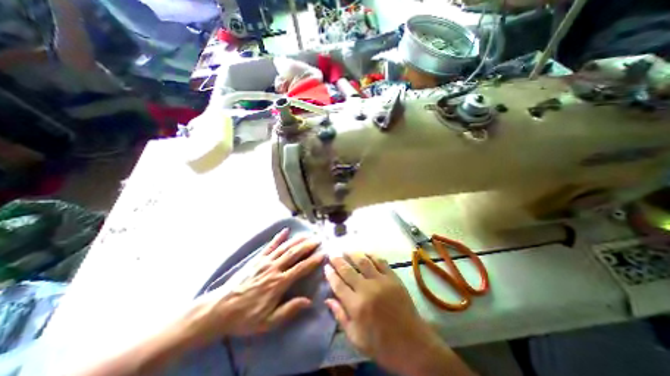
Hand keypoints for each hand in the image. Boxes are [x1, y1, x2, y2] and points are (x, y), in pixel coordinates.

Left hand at [184, 228, 322, 344]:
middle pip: (294, 254)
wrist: (220, 309)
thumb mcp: (268, 321)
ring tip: (307, 234)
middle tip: (318, 239)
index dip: (313, 261)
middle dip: (307, 246)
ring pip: (284, 248)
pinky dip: (278, 238)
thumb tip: (308, 301)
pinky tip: (285, 231)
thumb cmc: (246, 317)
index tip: (323, 254)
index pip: (300, 268)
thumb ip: (289, 310)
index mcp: (278, 283)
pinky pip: (269, 246)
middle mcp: (274, 268)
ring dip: (297, 240)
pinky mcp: (257, 259)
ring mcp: (265, 261)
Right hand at [325, 252, 476, 375]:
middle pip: (348, 270)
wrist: (413, 345)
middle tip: (332, 254)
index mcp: (356, 306)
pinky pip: (380, 261)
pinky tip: (365, 252)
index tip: (326, 266)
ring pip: (363, 261)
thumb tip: (327, 299)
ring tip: (345, 250)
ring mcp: (381, 281)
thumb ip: (340, 316)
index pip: (338, 284)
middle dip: (338, 261)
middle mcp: (367, 289)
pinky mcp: (393, 278)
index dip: (330, 274)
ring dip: (353, 254)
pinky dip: (371, 255)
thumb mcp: (356, 338)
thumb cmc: (381, 345)